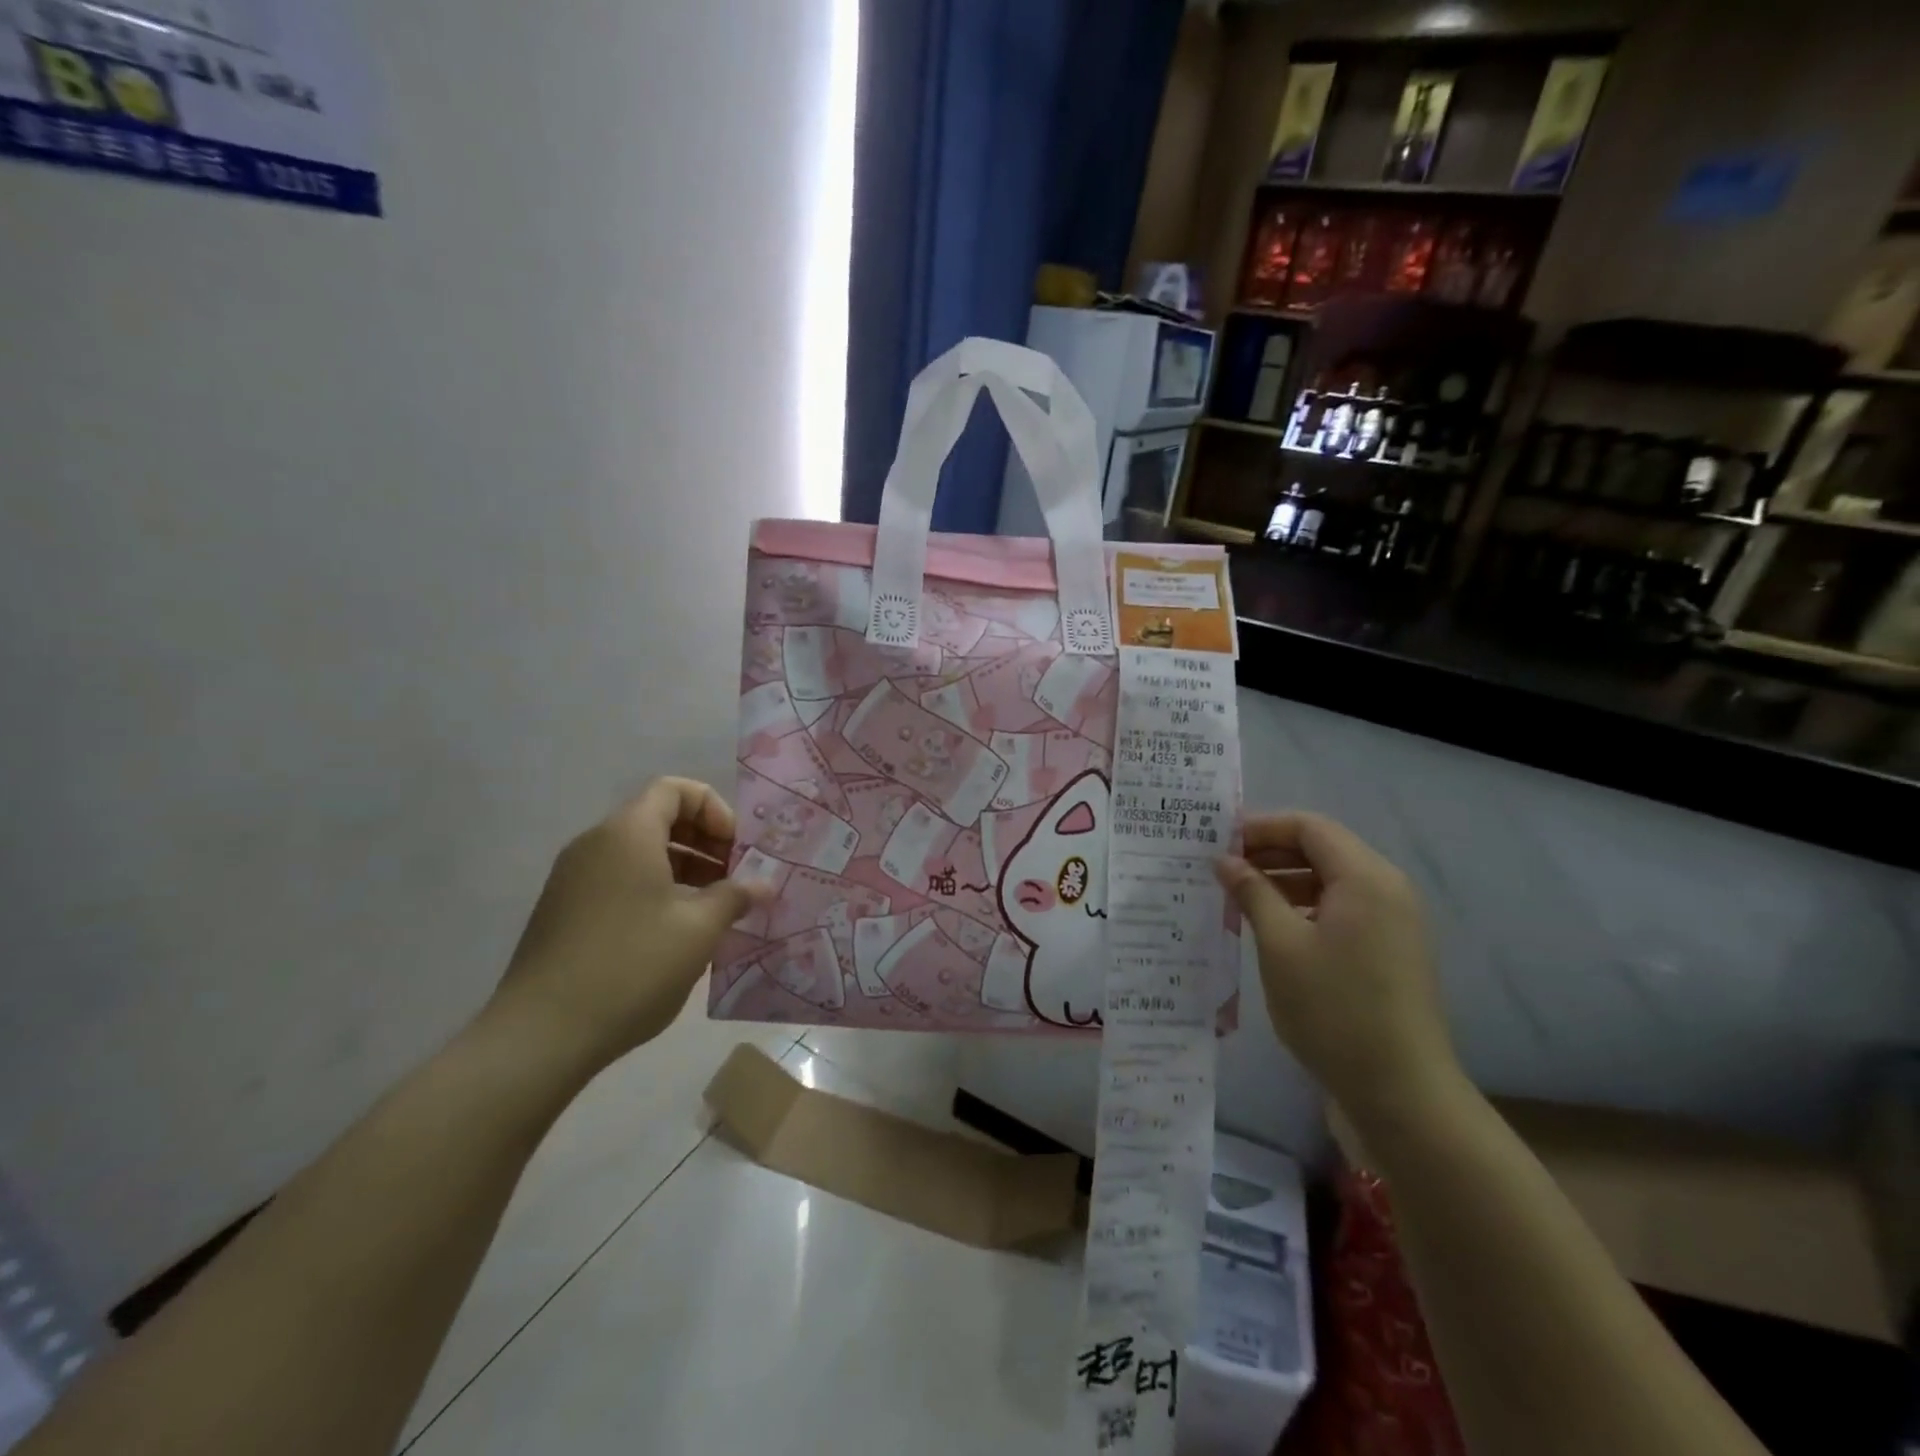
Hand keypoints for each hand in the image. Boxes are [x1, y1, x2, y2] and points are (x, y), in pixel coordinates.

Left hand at [487, 779, 768, 1076]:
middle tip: (735, 879)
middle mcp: (595, 844)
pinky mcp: (564, 912)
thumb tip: (763, 885)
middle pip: (659, 819)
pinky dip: (655, 890)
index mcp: (627, 834)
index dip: (715, 810)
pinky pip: (619, 881)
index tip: (738, 850)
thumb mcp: (698, 929)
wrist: (541, 1036)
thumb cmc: (631, 967)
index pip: (675, 790)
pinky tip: (677, 933)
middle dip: (705, 842)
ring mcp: (574, 879)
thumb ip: (735, 896)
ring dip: (684, 869)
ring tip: (714, 909)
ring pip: (640, 853)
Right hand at [1216, 813, 1459, 1126]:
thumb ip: (1252, 892)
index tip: (1217, 841)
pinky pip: (1342, 908)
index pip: (1309, 827)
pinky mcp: (1390, 948)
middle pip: (1323, 848)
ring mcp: (1393, 920)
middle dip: (1270, 852)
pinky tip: (1270, 926)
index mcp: (1365, 878)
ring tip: (1237, 896)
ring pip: (1331, 880)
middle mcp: (1387, 888)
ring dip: (1284, 880)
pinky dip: (1304, 906)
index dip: (1261, 827)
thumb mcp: (1280, 945)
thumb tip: (1224, 860)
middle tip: (1220, 868)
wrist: (1400, 1091)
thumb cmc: (1334, 1009)